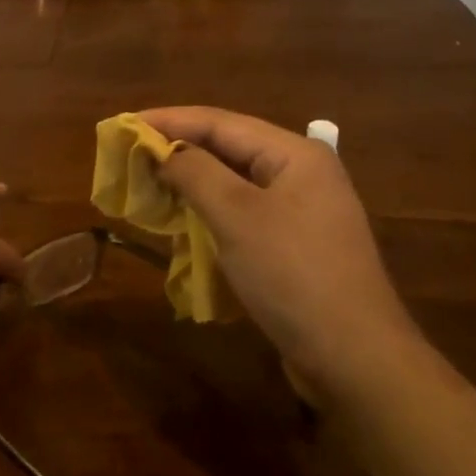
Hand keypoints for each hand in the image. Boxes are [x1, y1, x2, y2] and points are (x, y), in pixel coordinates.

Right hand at [141, 106, 419, 399]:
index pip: (220, 122)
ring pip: (233, 183)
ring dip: (189, 183)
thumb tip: (164, 151)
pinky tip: (181, 221)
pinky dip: (208, 212)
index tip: (121, 125)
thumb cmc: (292, 274)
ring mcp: (300, 211)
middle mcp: (301, 174)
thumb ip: (196, 173)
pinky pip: (241, 214)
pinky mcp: (293, 245)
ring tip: (147, 185)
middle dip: (177, 150)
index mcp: (294, 155)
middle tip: (129, 156)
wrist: (353, 355)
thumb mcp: (237, 216)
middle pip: (228, 148)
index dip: (168, 120)